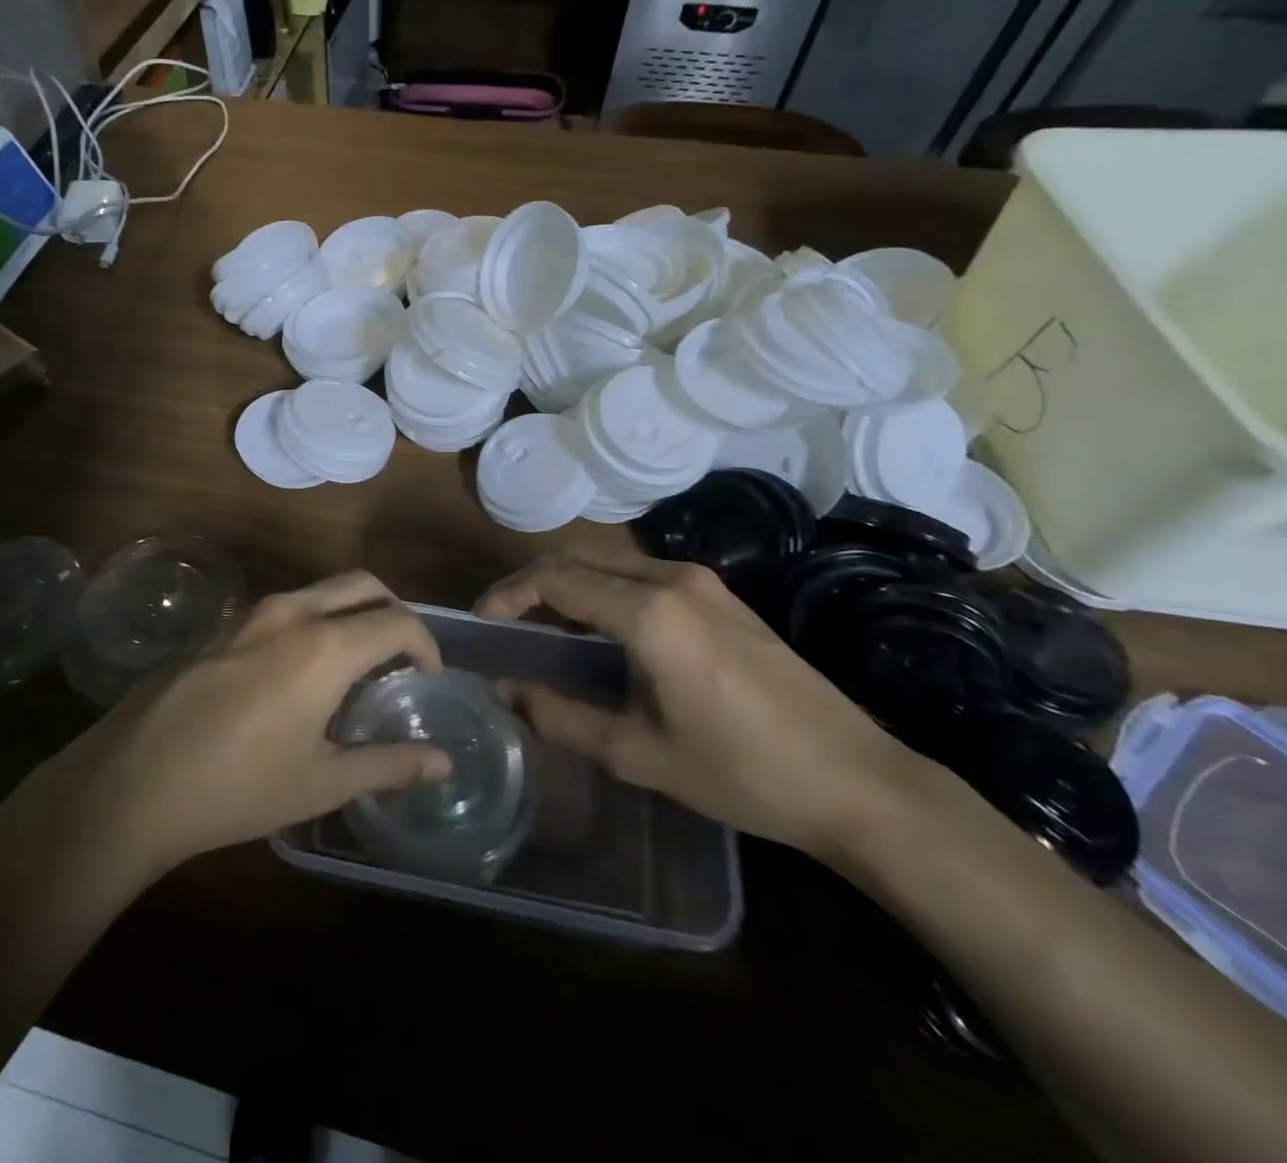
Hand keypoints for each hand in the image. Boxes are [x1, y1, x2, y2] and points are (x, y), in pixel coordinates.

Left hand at [33, 572, 453, 874]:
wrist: (133, 781)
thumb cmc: (238, 787)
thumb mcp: (321, 782)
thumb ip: (388, 764)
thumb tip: (443, 762)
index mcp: (326, 645)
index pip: (397, 622)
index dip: (426, 645)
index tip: (429, 677)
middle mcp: (292, 612)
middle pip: (362, 585)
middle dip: (393, 611)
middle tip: (401, 658)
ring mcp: (251, 613)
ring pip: (320, 590)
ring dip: (350, 612)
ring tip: (355, 665)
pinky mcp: (221, 626)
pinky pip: (284, 607)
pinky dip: (313, 621)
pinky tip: (299, 672)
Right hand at [476, 552, 915, 857]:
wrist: (857, 781)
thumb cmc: (741, 772)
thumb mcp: (638, 754)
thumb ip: (561, 717)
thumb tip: (505, 690)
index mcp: (647, 613)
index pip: (554, 580)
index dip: (508, 595)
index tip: (482, 622)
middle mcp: (671, 580)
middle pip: (578, 559)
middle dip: (532, 583)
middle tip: (506, 622)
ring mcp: (702, 583)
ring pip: (610, 562)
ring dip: (569, 583)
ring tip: (545, 628)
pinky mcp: (722, 597)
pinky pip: (642, 575)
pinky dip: (604, 589)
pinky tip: (602, 630)